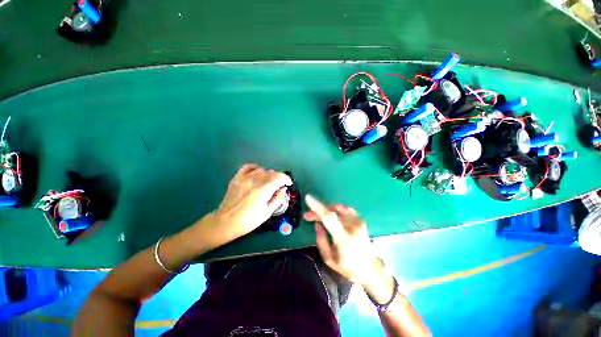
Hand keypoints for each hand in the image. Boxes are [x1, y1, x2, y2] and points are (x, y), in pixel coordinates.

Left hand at [214, 163, 292, 238]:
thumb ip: (278, 198)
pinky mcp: (237, 177)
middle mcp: (255, 180)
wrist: (226, 222)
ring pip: (262, 170)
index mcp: (263, 189)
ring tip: (269, 183)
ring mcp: (245, 177)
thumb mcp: (268, 212)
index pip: (279, 177)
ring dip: (269, 175)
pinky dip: (256, 168)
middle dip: (279, 178)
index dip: (286, 179)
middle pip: (272, 173)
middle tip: (279, 187)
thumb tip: (283, 188)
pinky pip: (249, 166)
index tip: (288, 184)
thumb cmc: (249, 220)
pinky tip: (258, 173)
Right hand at [304, 194, 382, 285]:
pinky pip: (345, 209)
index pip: (329, 218)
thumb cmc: (347, 267)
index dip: (317, 207)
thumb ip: (321, 240)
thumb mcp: (329, 259)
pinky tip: (331, 214)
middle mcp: (352, 227)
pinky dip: (336, 210)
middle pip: (331, 212)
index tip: (308, 198)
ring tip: (319, 216)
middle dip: (317, 211)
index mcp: (344, 238)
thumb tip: (317, 223)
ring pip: (338, 208)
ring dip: (326, 210)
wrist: (370, 269)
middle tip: (307, 215)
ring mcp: (358, 222)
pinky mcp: (361, 220)